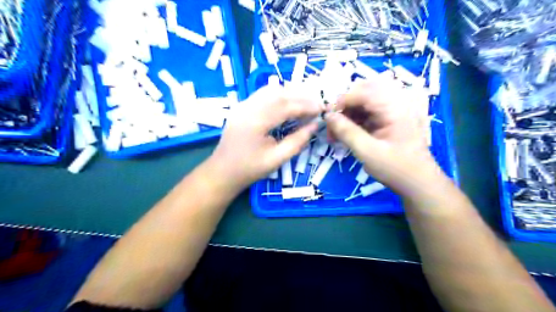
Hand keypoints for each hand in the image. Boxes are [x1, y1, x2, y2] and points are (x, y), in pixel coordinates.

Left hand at [208, 83, 321, 189]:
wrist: (222, 171)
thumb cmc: (249, 169)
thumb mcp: (277, 159)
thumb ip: (297, 141)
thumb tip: (314, 126)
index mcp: (255, 121)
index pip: (286, 106)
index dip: (306, 106)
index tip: (322, 109)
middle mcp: (247, 107)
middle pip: (278, 93)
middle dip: (301, 96)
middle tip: (317, 104)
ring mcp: (242, 105)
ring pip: (270, 90)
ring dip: (290, 93)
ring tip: (306, 102)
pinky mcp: (241, 107)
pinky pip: (263, 94)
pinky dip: (279, 95)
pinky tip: (288, 103)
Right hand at [326, 75, 443, 194]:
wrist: (418, 182)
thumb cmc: (395, 168)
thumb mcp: (367, 152)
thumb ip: (346, 132)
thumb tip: (328, 116)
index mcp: (395, 106)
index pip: (362, 92)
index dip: (341, 102)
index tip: (327, 120)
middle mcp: (397, 101)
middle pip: (363, 92)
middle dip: (344, 107)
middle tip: (333, 127)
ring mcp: (395, 108)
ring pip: (364, 101)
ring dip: (348, 114)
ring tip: (338, 133)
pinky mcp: (392, 116)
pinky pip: (369, 110)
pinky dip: (356, 119)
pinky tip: (348, 133)